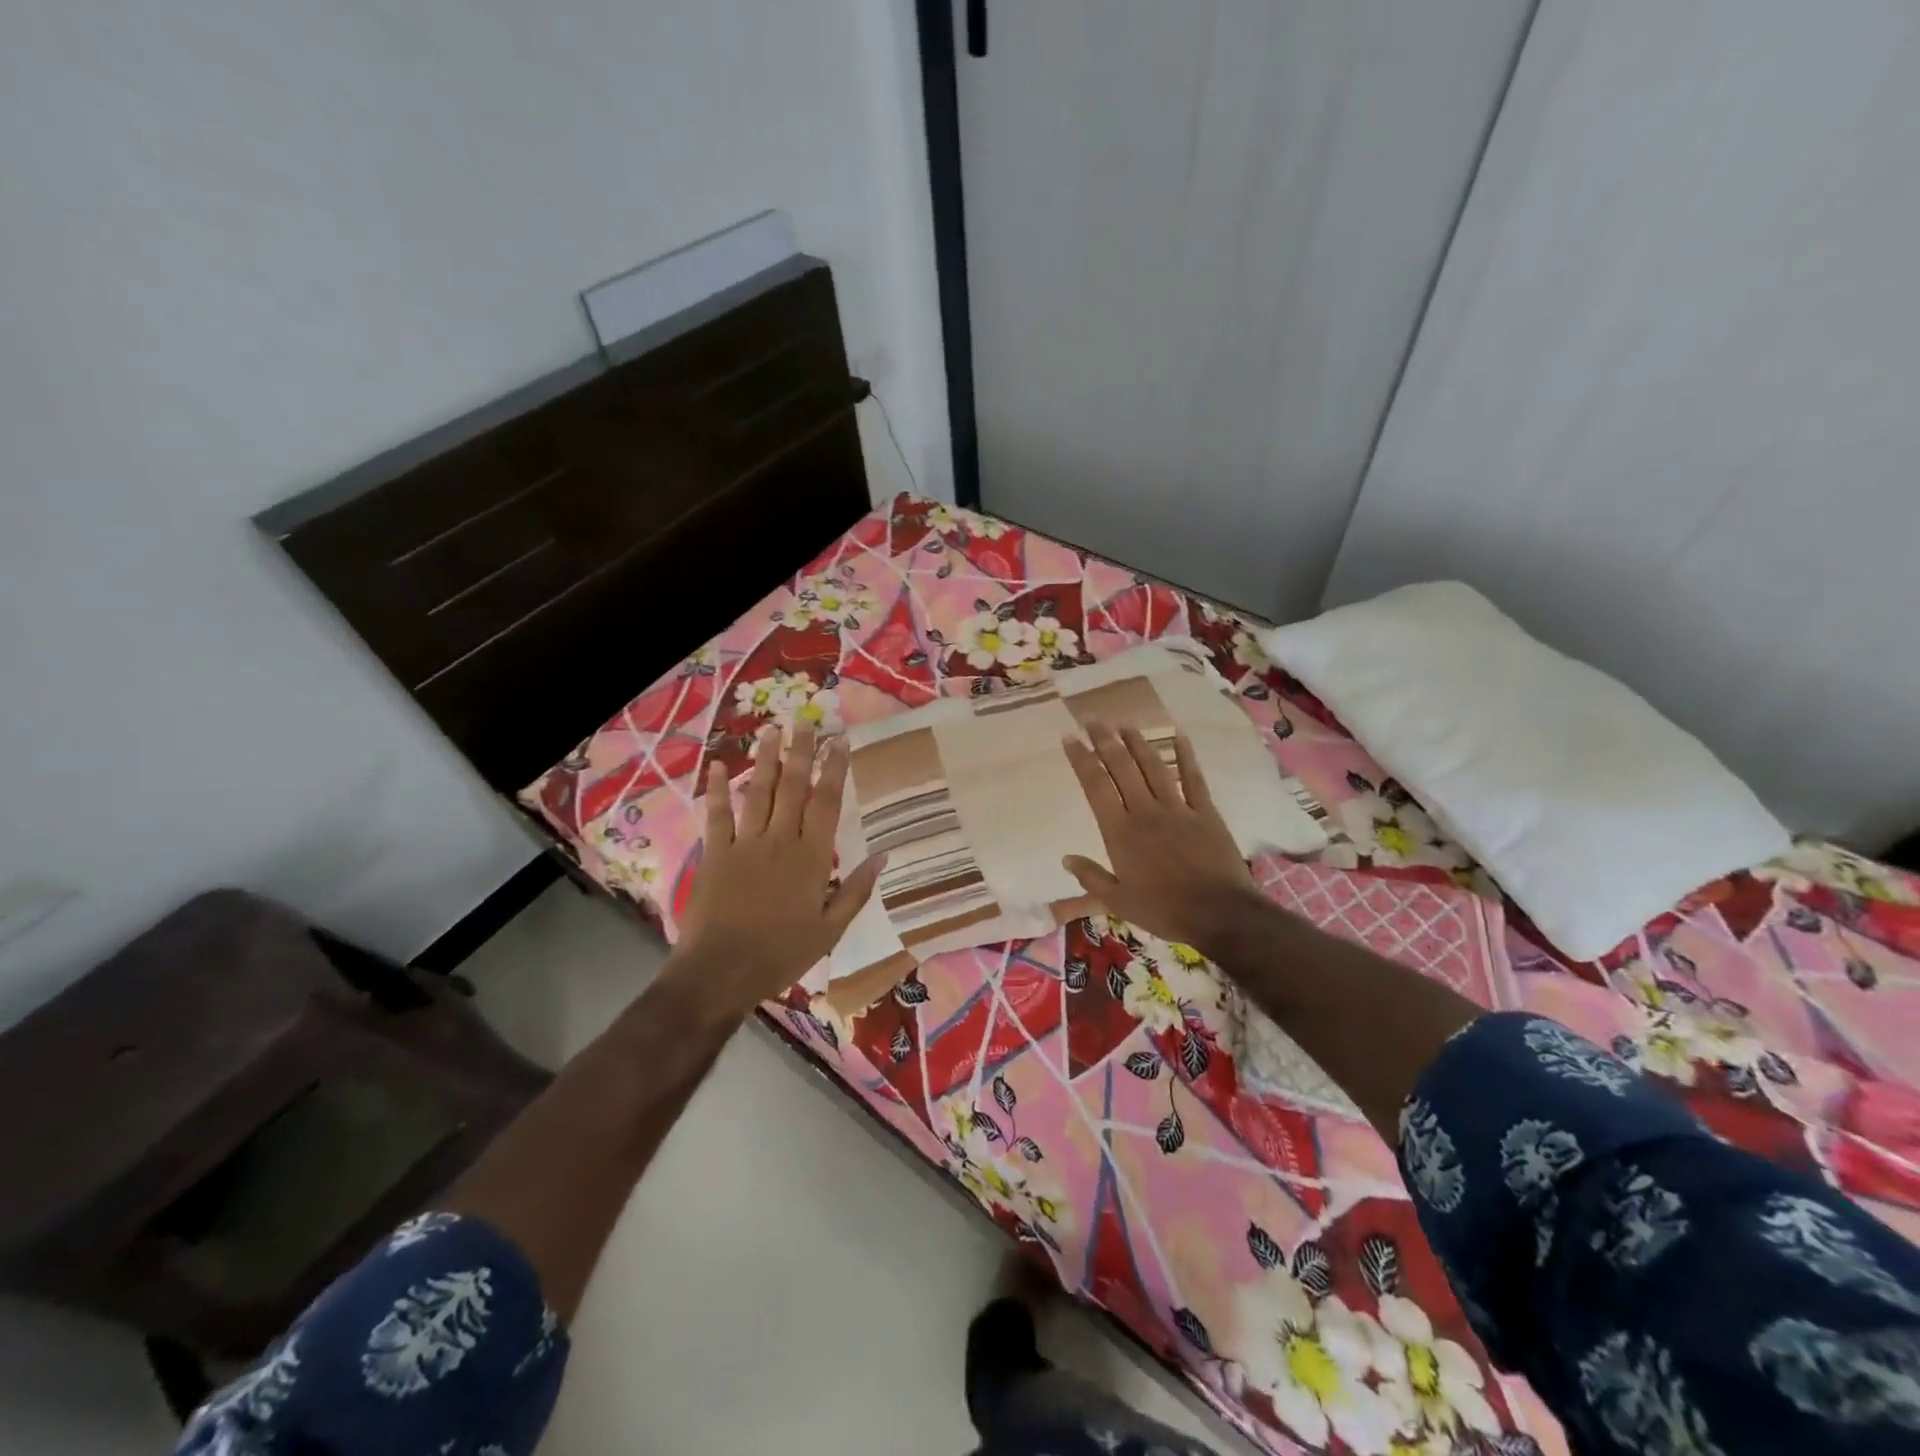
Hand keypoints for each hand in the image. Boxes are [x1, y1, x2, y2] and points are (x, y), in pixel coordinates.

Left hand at [675, 723, 883, 1015]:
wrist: (721, 971)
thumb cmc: (782, 953)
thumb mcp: (830, 929)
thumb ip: (856, 890)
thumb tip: (883, 856)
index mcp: (811, 857)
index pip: (827, 803)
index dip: (834, 769)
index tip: (839, 741)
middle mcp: (780, 840)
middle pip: (793, 787)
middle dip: (801, 751)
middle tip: (806, 720)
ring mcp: (744, 844)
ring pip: (758, 792)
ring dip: (765, 759)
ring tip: (772, 729)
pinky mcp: (715, 853)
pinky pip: (717, 815)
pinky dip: (718, 790)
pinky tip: (717, 766)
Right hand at [1061, 723, 1258, 951]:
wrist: (1218, 913)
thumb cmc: (1163, 910)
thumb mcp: (1118, 902)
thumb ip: (1091, 877)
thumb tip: (1066, 858)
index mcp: (1120, 832)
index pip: (1095, 786)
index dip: (1081, 759)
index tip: (1069, 738)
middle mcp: (1145, 811)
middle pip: (1121, 767)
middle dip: (1104, 740)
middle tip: (1092, 719)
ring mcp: (1177, 808)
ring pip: (1153, 766)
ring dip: (1137, 742)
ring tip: (1124, 723)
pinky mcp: (1204, 812)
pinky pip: (1192, 777)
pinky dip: (1185, 755)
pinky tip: (1178, 735)